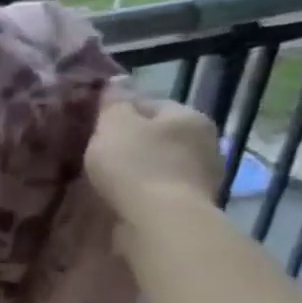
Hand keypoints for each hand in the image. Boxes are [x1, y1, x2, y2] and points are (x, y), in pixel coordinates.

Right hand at [84, 95, 223, 232]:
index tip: (96, 130)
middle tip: (100, 157)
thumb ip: (115, 101)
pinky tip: (125, 201)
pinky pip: (163, 191)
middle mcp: (206, 142)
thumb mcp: (114, 125)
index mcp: (189, 116)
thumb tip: (118, 80)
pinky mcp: (195, 206)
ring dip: (141, 171)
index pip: (150, 104)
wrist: (161, 222)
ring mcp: (204, 177)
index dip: (120, 115)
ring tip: (110, 182)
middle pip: (159, 136)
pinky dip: (146, 193)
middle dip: (133, 144)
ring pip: (162, 165)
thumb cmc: (136, 165)